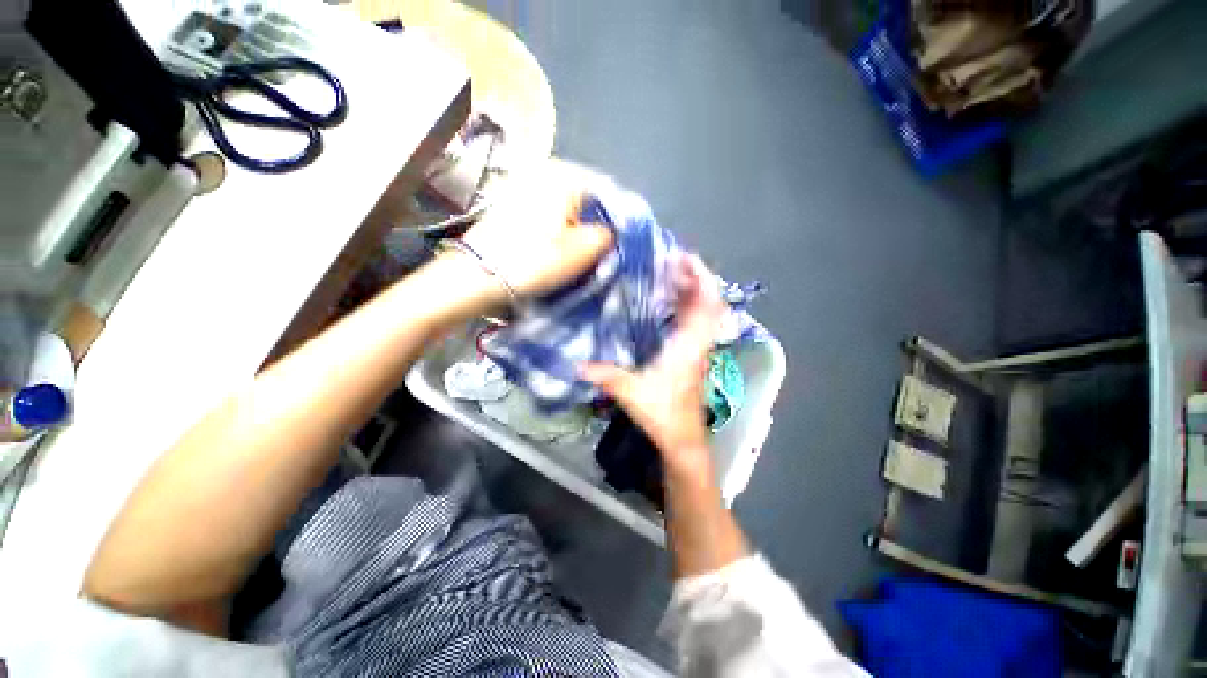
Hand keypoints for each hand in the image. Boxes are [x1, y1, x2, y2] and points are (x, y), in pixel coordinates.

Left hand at [460, 159, 613, 297]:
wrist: (479, 273)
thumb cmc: (535, 260)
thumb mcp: (583, 251)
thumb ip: (608, 235)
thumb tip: (611, 232)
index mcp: (565, 174)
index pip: (607, 193)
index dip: (615, 222)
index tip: (613, 246)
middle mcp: (545, 170)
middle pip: (585, 199)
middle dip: (593, 225)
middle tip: (594, 253)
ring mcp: (525, 183)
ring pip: (565, 208)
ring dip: (574, 229)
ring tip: (573, 254)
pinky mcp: (511, 201)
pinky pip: (546, 213)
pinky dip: (555, 229)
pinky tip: (552, 248)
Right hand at [581, 254, 725, 472]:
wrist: (682, 440)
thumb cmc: (663, 415)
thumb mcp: (631, 393)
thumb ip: (605, 376)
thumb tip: (576, 365)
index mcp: (689, 346)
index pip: (707, 305)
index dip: (701, 277)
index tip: (685, 257)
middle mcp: (698, 344)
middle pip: (709, 303)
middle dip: (695, 277)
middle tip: (672, 261)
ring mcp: (697, 351)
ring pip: (703, 313)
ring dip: (691, 291)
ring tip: (669, 275)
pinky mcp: (692, 357)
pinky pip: (694, 324)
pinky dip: (685, 308)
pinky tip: (667, 304)